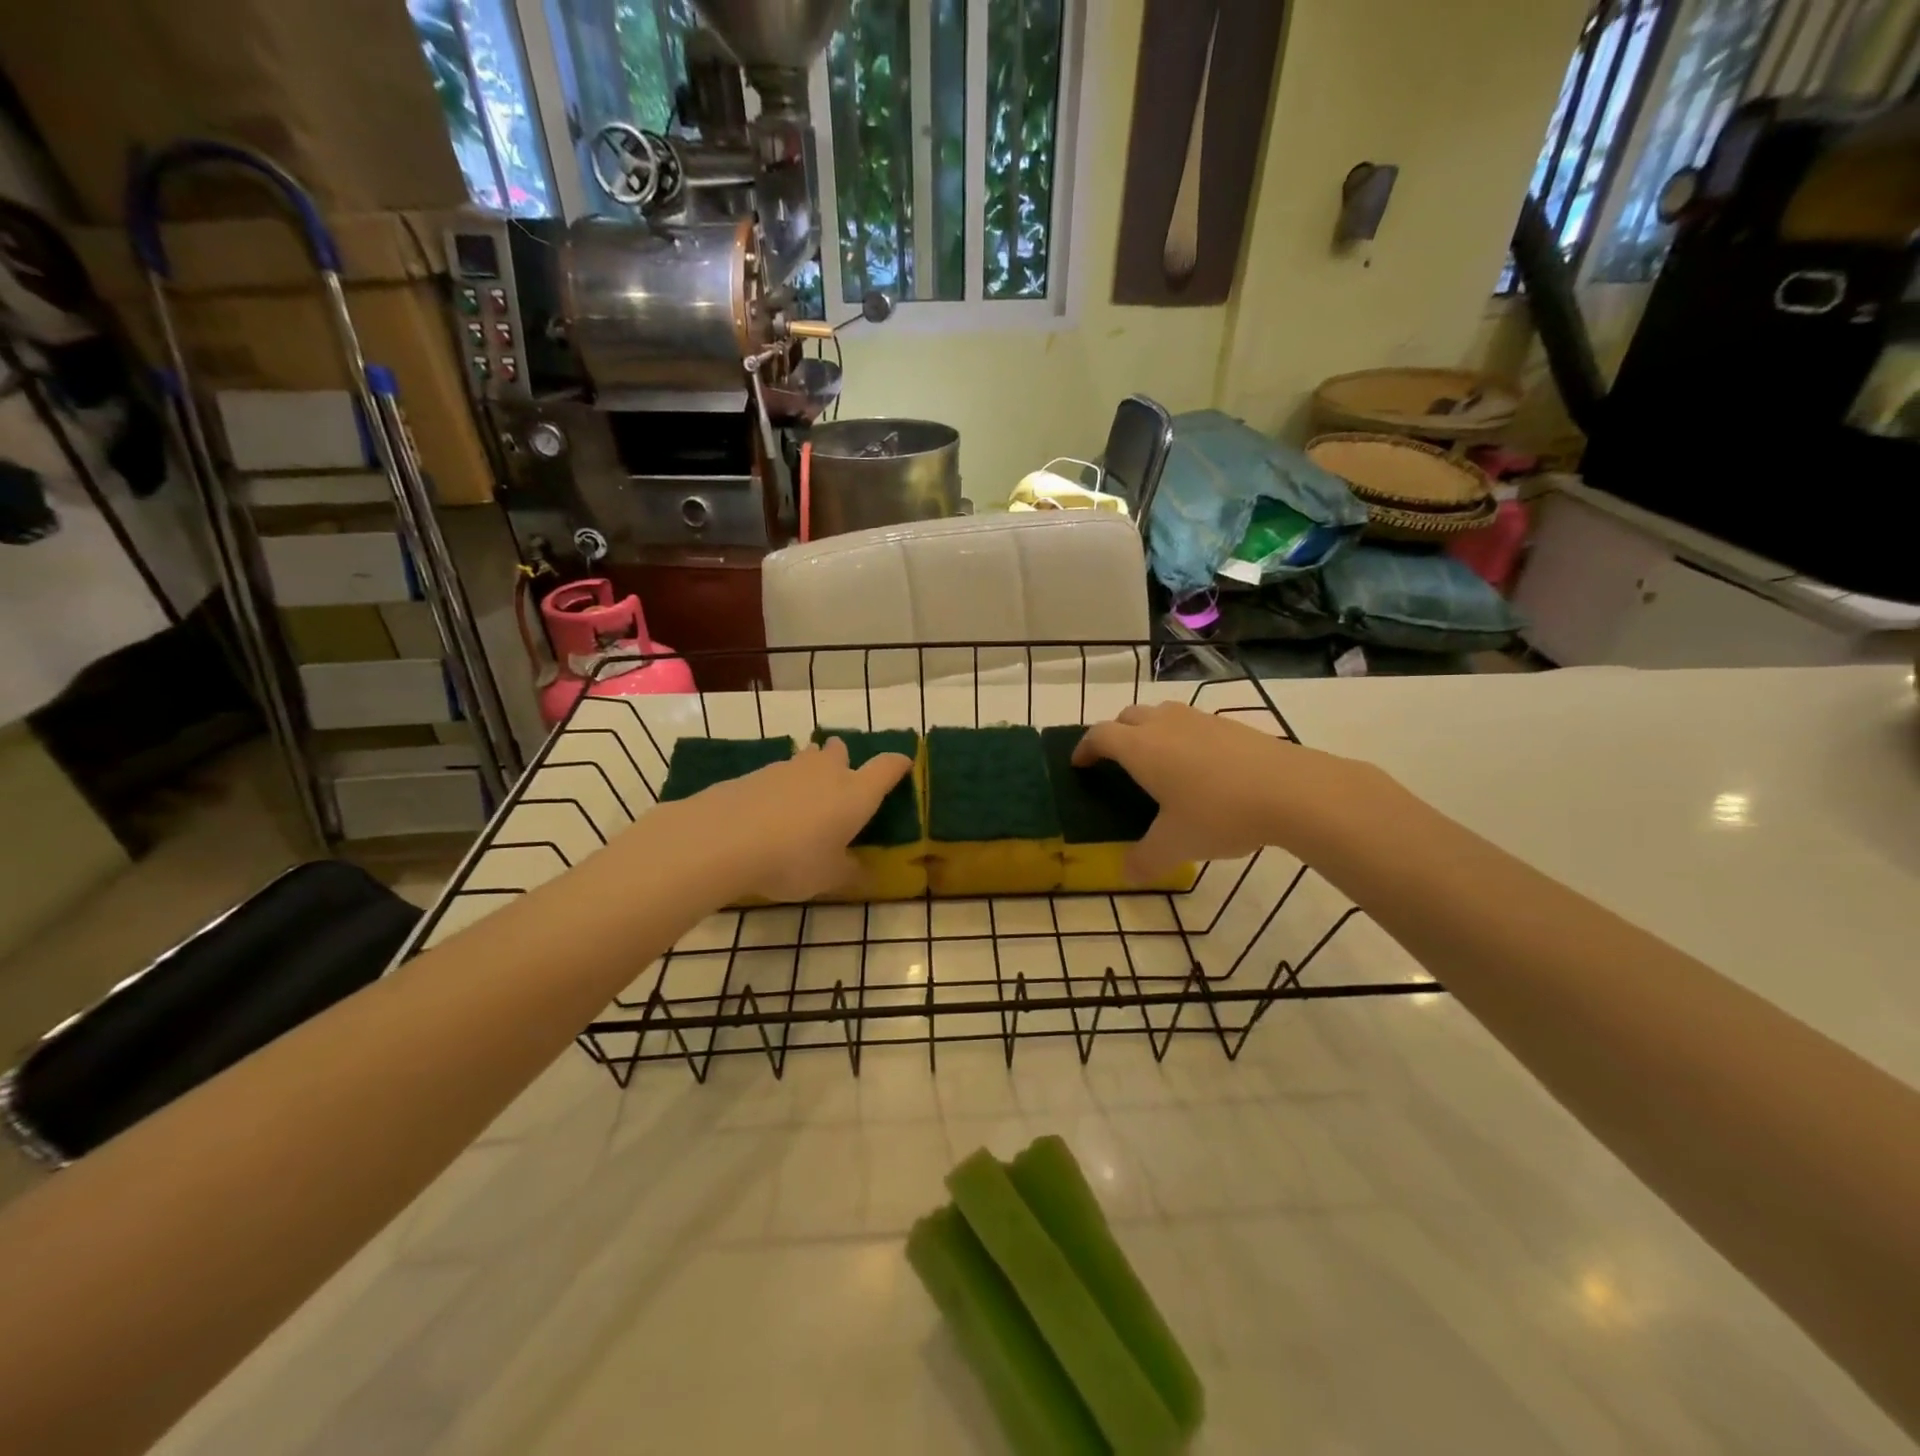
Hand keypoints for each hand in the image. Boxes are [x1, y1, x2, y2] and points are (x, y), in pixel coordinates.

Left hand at [654, 738, 912, 902]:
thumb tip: (865, 874)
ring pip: (806, 759)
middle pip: (840, 750)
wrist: (723, 839)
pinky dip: (780, 788)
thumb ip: (850, 873)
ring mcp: (788, 768)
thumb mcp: (829, 877)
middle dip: (843, 759)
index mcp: (856, 793)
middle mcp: (826, 772)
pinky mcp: (754, 774)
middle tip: (840, 780)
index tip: (903, 765)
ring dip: (809, 770)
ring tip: (803, 798)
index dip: (898, 764)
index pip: (887, 767)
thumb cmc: (792, 859)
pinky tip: (769, 812)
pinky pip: (777, 775)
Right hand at [1073, 701, 1373, 880]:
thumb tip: (1126, 875)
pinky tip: (1199, 768)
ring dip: (1149, 730)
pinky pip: (1192, 723)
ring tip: (1157, 761)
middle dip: (1115, 735)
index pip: (1100, 735)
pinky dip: (1182, 737)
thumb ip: (1145, 861)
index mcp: (1141, 748)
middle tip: (1116, 762)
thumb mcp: (1176, 846)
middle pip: (1127, 716)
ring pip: (1162, 714)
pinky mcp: (1231, 725)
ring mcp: (1200, 720)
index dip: (1085, 748)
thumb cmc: (1219, 813)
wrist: (1293, 790)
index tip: (1080, 764)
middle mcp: (1165, 724)